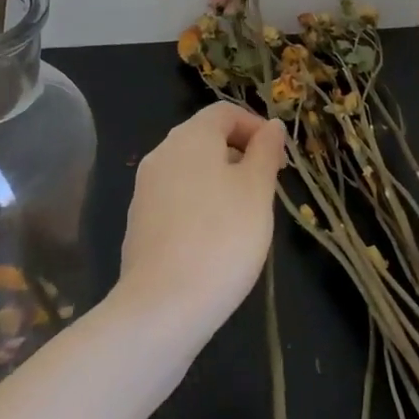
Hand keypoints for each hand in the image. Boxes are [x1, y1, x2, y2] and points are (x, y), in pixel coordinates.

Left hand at [116, 102, 285, 335]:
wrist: (162, 307)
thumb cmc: (222, 237)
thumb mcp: (258, 190)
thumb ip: (266, 151)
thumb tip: (270, 126)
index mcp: (190, 137)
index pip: (225, 112)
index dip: (255, 127)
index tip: (279, 161)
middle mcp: (162, 153)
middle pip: (205, 138)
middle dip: (240, 155)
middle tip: (266, 189)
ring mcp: (145, 190)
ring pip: (191, 170)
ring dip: (220, 181)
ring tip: (244, 217)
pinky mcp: (139, 223)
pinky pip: (176, 198)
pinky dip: (200, 205)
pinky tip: (214, 241)